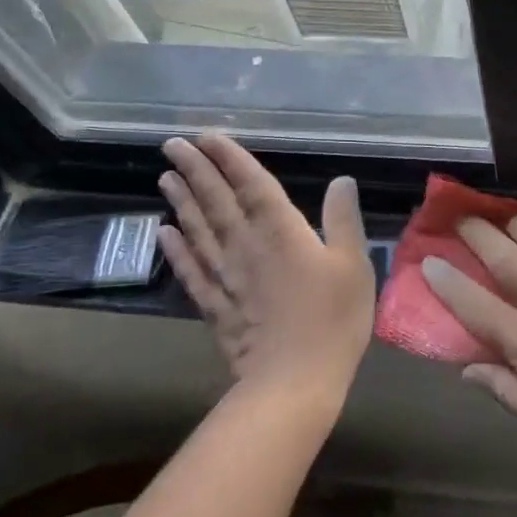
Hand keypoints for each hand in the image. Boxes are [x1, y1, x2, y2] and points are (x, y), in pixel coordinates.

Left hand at [157, 134, 374, 405]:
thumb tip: (341, 180)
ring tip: (165, 177)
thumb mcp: (353, 264)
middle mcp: (246, 246)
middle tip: (173, 144)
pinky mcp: (215, 306)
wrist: (294, 380)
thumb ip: (343, 220)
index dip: (230, 158)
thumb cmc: (333, 319)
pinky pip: (190, 270)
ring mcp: (225, 276)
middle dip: (196, 170)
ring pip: (198, 230)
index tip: (208, 136)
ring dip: (181, 202)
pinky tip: (163, 233)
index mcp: (281, 232)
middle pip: (216, 201)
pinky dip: (176, 249)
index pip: (251, 185)